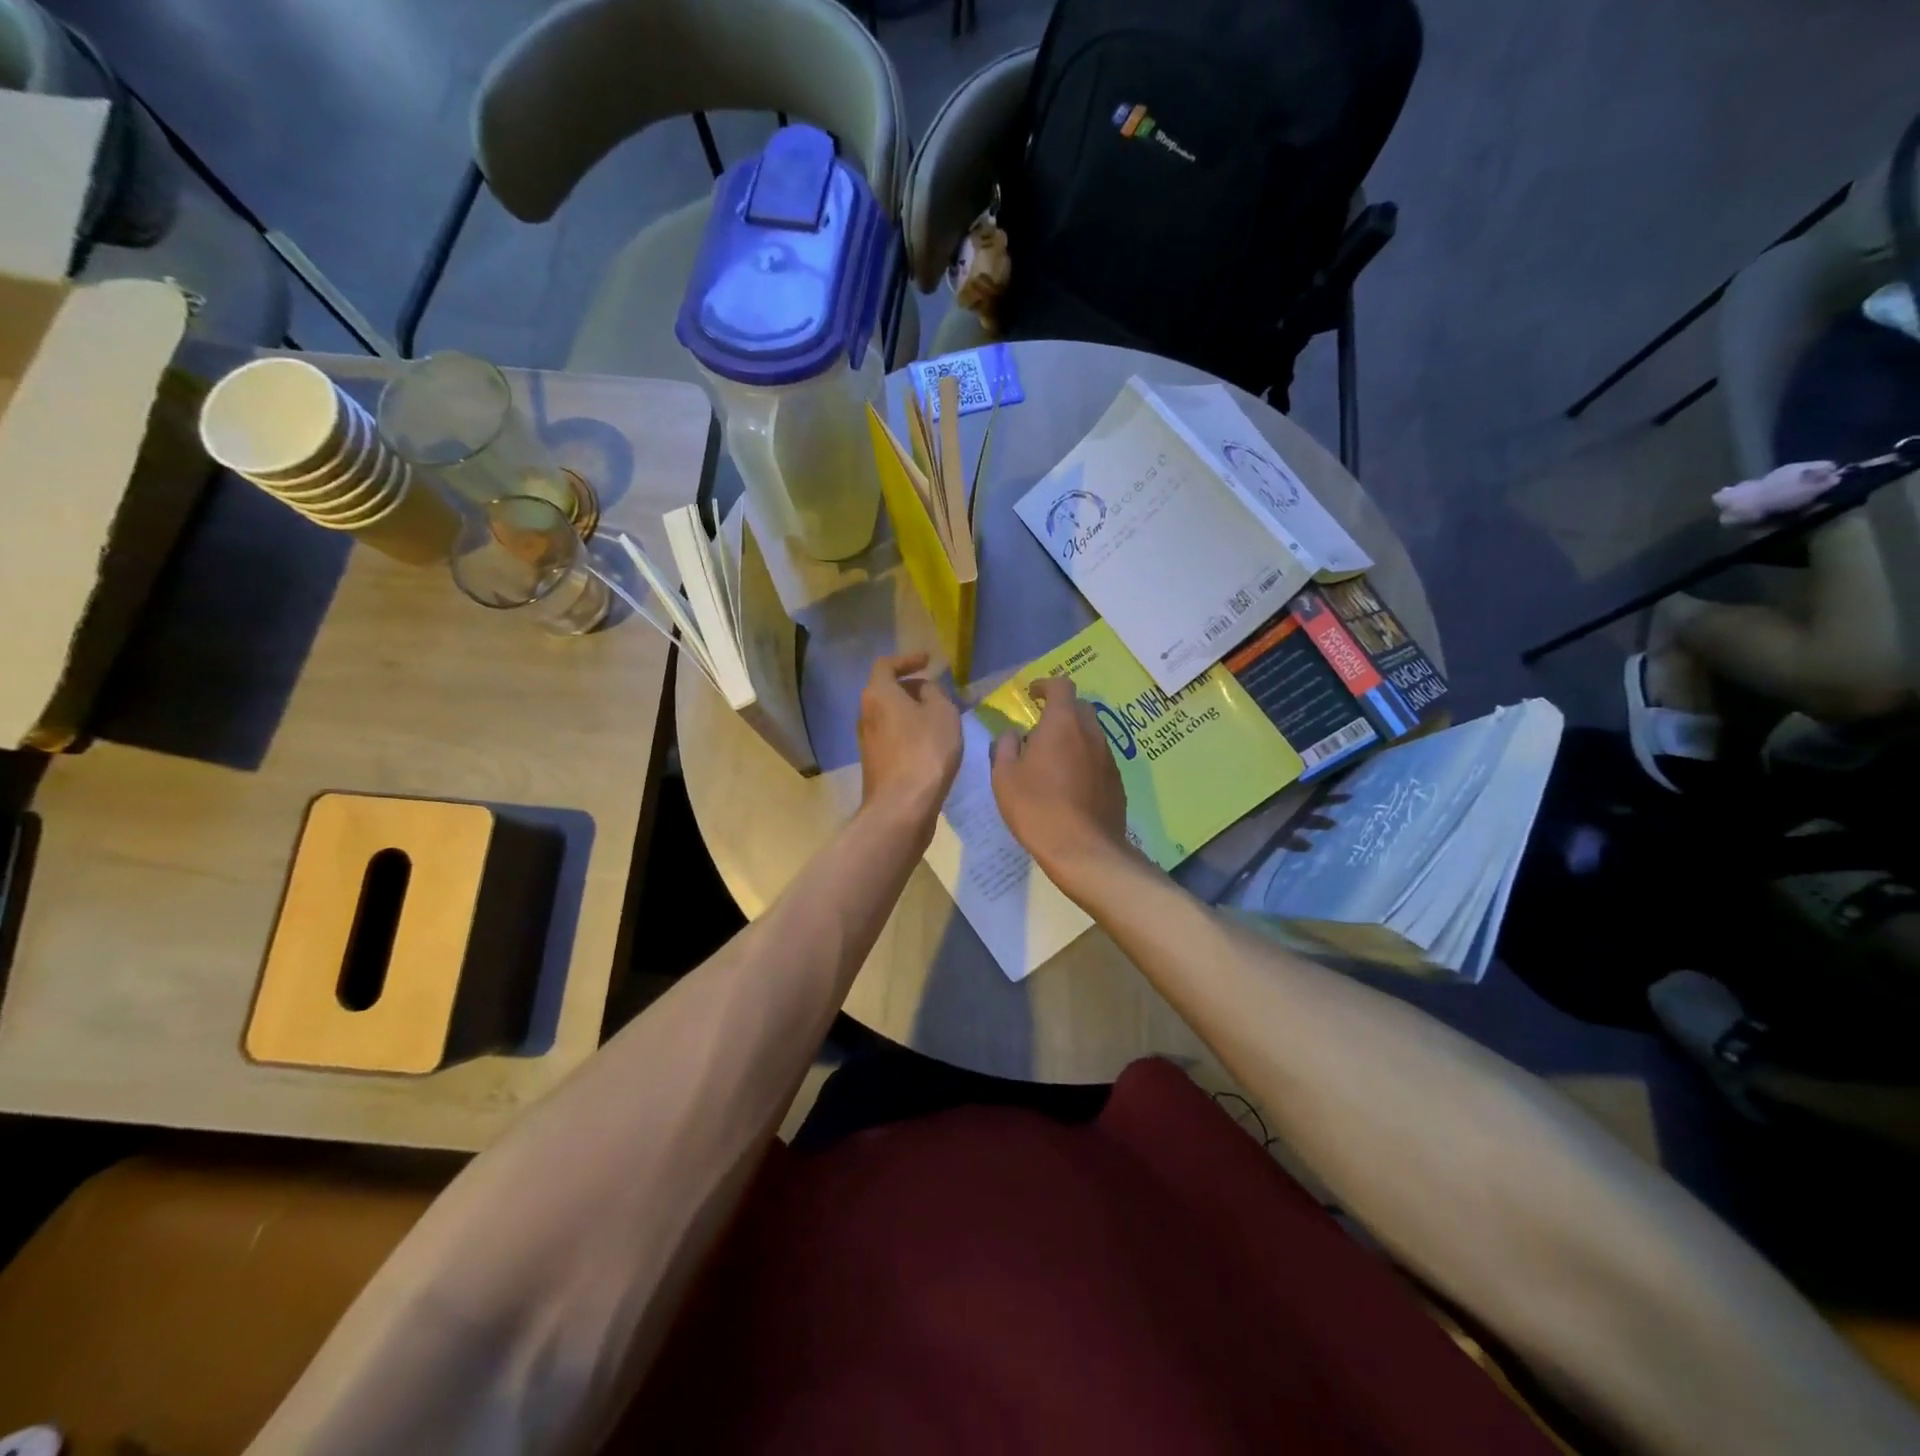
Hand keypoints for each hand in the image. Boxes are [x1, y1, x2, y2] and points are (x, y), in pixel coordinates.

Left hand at [857, 653, 961, 828]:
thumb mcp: (942, 713)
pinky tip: (931, 745)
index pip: (886, 665)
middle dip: (912, 689)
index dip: (907, 659)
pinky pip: (894, 737)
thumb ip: (934, 693)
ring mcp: (867, 741)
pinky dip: (910, 734)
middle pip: (887, 691)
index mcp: (878, 694)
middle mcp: (866, 714)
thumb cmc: (925, 751)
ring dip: (913, 714)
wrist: (902, 806)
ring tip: (940, 720)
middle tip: (939, 694)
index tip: (927, 661)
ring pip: (891, 716)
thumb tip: (924, 691)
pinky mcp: (875, 763)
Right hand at [990, 677, 1130, 882]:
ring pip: (1091, 734)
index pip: (1061, 686)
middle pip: (1079, 708)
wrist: (1083, 849)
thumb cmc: (1037, 807)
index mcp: (1062, 724)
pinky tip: (1070, 785)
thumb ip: (1005, 747)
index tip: (1033, 695)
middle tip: (1040, 730)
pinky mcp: (1117, 782)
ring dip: (1073, 738)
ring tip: (1053, 761)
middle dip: (1060, 711)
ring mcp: (1108, 757)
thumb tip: (1012, 734)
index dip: (1046, 685)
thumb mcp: (1004, 777)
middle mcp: (1091, 733)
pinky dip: (1084, 760)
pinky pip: (1099, 759)